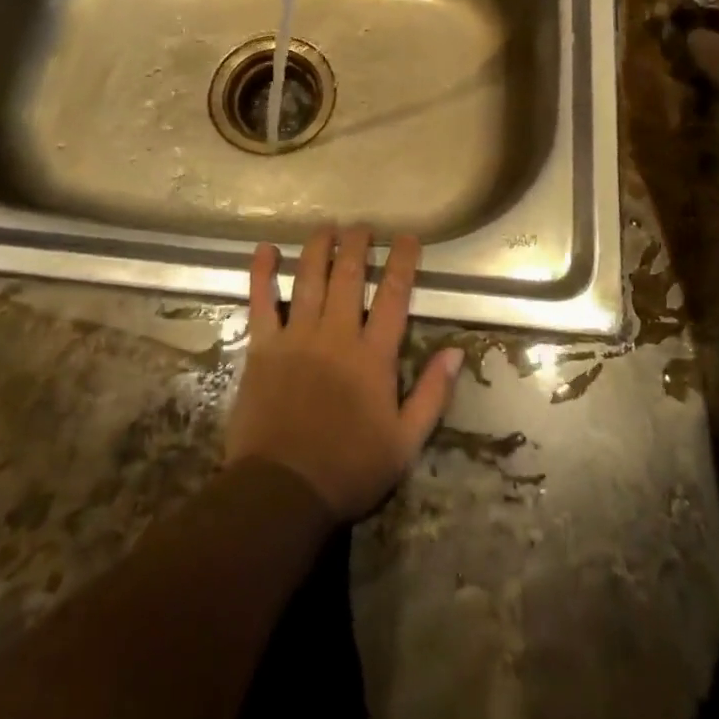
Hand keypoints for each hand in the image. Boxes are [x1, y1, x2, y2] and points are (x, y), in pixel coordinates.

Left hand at [226, 226, 463, 522]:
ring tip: (326, 226)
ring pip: (309, 278)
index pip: (394, 295)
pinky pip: (261, 302)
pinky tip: (264, 249)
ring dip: (318, 247)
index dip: (402, 261)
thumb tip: (456, 352)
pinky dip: (261, 273)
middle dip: (357, 244)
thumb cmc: (349, 469)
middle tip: (362, 226)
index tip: (407, 237)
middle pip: (348, 275)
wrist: (283, 492)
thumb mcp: (405, 442)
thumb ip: (432, 394)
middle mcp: (336, 334)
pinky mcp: (263, 347)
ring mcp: (297, 337)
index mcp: (373, 355)